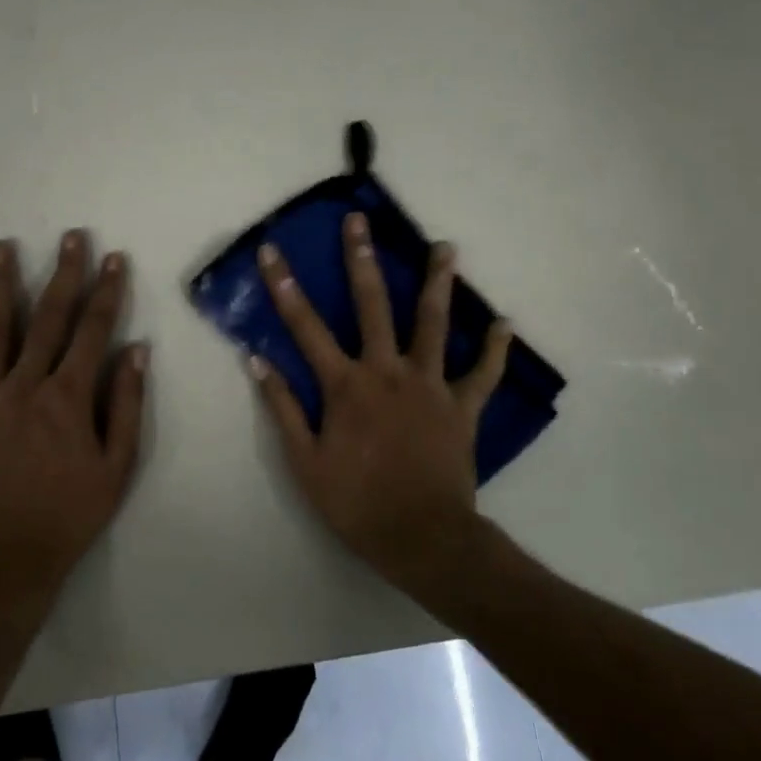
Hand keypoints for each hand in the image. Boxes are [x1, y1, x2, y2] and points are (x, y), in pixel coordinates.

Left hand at [0, 230, 148, 603]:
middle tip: (70, 236)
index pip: (93, 330)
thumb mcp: (118, 466)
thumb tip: (136, 351)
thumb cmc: (72, 513)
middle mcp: (26, 387)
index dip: (106, 291)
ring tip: (0, 248)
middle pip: (47, 318)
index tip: (113, 258)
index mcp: (68, 398)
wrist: (10, 560)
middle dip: (63, 273)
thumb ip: (128, 405)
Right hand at [251, 212, 508, 597]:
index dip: (285, 287)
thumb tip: (257, 360)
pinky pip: (482, 373)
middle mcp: (387, 372)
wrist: (423, 539)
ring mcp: (430, 386)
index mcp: (346, 385)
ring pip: (433, 324)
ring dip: (438, 283)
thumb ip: (282, 407)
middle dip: (362, 259)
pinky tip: (503, 322)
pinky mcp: (463, 407)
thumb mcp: (304, 462)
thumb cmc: (356, 503)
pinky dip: (492, 348)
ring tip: (446, 247)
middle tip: (360, 222)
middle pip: (373, 305)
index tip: (273, 251)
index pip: (306, 326)